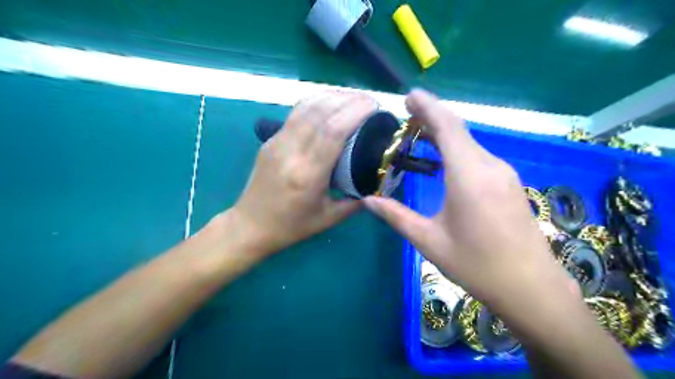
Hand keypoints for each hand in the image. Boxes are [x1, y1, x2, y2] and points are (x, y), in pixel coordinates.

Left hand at [227, 91, 373, 256]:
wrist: (250, 225)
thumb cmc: (291, 226)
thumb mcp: (328, 219)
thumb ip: (356, 201)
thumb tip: (378, 186)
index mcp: (307, 174)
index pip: (333, 131)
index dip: (355, 112)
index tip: (375, 107)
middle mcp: (291, 152)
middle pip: (321, 112)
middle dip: (349, 99)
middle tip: (370, 101)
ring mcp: (277, 142)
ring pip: (306, 106)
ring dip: (332, 96)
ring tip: (353, 97)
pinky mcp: (270, 139)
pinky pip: (296, 113)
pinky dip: (316, 101)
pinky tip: (330, 102)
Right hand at [365, 90, 574, 316]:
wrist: (530, 287)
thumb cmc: (476, 265)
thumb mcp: (428, 241)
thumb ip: (396, 216)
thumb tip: (368, 200)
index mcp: (468, 176)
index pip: (447, 127)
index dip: (428, 106)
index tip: (410, 96)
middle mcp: (489, 166)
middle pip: (459, 130)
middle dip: (432, 117)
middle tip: (407, 116)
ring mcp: (504, 174)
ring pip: (469, 143)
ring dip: (445, 135)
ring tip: (420, 136)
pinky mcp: (509, 184)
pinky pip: (478, 156)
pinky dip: (458, 149)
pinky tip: (445, 160)